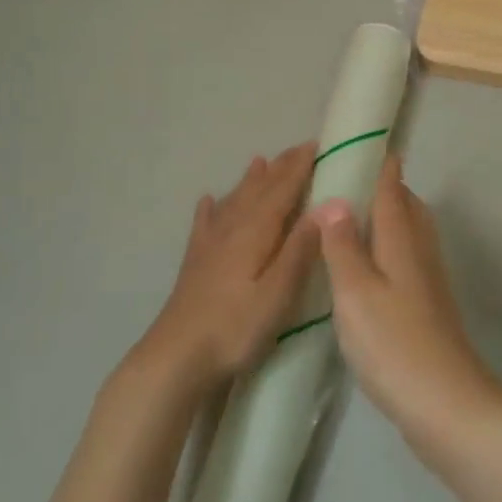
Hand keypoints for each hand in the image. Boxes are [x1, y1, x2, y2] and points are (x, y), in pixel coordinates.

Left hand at [137, 144, 320, 392]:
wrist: (176, 357)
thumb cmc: (235, 328)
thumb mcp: (278, 293)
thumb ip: (300, 248)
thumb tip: (326, 206)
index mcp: (256, 231)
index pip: (283, 189)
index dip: (300, 167)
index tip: (317, 144)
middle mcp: (232, 228)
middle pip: (259, 189)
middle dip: (280, 167)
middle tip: (298, 149)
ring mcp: (210, 244)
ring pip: (234, 200)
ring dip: (250, 180)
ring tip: (259, 161)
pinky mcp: (195, 262)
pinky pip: (205, 223)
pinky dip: (210, 208)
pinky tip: (207, 201)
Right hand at [316, 156, 501, 441]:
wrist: (446, 405)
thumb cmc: (393, 342)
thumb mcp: (356, 291)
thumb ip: (343, 245)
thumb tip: (335, 199)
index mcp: (402, 240)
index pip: (392, 190)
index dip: (382, 166)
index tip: (369, 144)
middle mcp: (420, 252)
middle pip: (407, 208)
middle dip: (387, 189)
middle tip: (355, 180)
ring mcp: (429, 282)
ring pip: (410, 234)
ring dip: (389, 218)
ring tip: (357, 220)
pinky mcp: (428, 308)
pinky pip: (408, 260)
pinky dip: (390, 249)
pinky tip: (372, 269)